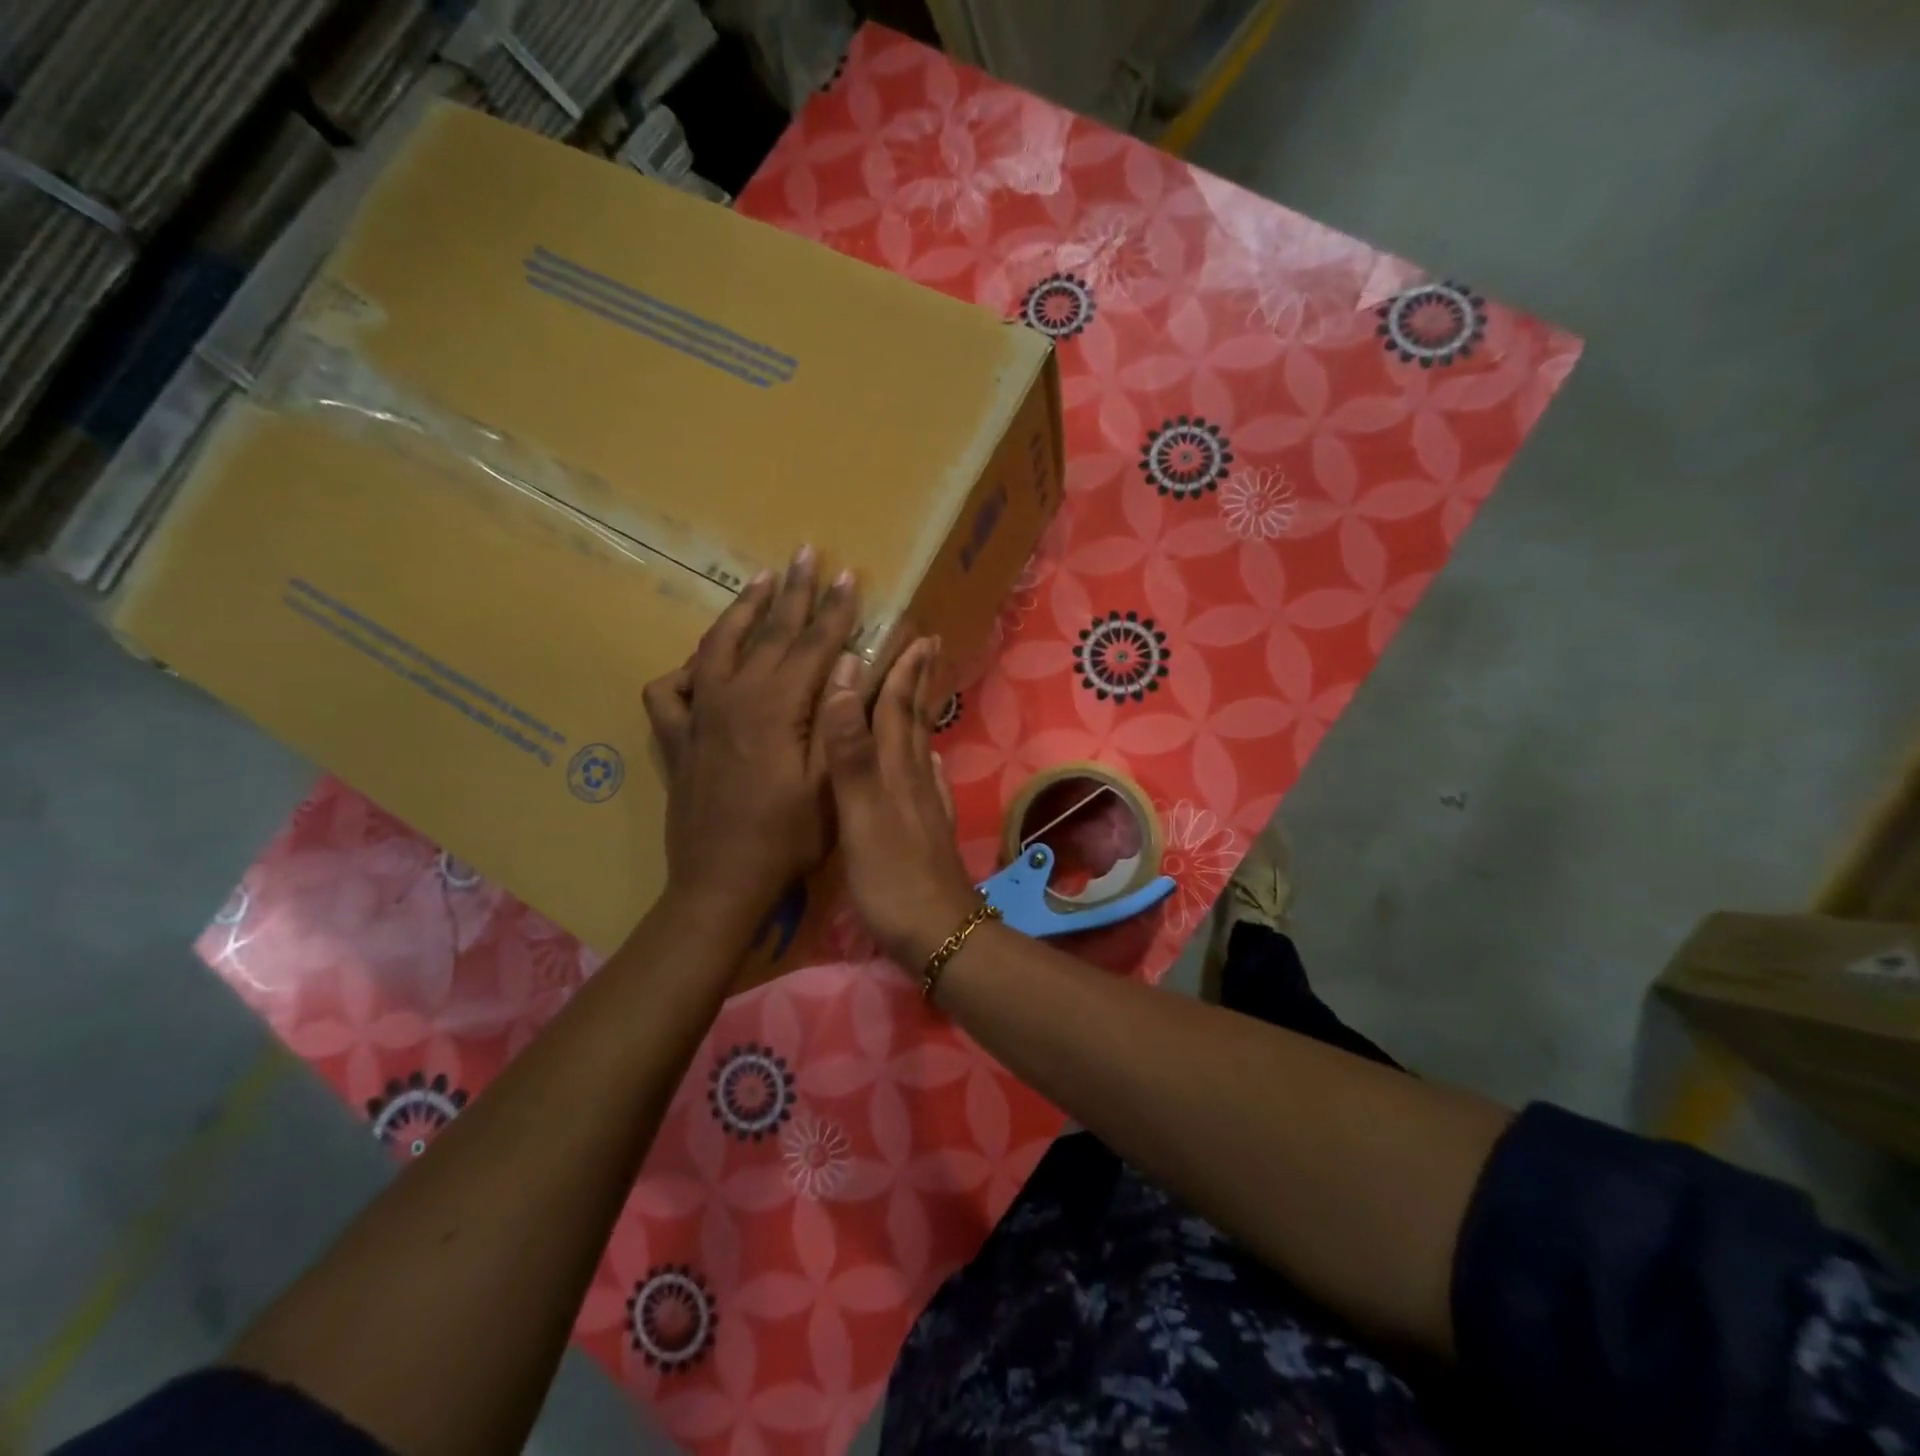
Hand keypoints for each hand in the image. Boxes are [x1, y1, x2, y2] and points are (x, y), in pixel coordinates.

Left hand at [642, 547, 859, 926]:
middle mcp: (732, 697)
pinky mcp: (677, 738)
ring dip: (742, 610)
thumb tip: (849, 664)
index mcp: (776, 707)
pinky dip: (686, 669)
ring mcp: (698, 715)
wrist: (721, 882)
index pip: (813, 644)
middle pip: (768, 633)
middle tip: (806, 553)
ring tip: (760, 581)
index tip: (848, 575)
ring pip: (717, 646)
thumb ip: (837, 720)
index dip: (834, 609)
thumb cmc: (787, 838)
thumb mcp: (828, 783)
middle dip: (793, 591)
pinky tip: (701, 664)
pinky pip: (671, 690)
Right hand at [817, 637, 981, 967]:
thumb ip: (851, 752)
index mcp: (895, 771)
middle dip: (916, 682)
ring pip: (920, 748)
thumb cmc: (891, 876)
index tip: (915, 634)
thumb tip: (846, 682)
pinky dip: (924, 763)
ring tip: (918, 692)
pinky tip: (927, 763)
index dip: (903, 670)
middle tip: (925, 646)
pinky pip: (928, 783)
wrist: (937, 935)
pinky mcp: (929, 832)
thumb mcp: (859, 814)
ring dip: (917, 715)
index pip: (896, 708)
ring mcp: (926, 807)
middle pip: (913, 721)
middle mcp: (914, 780)